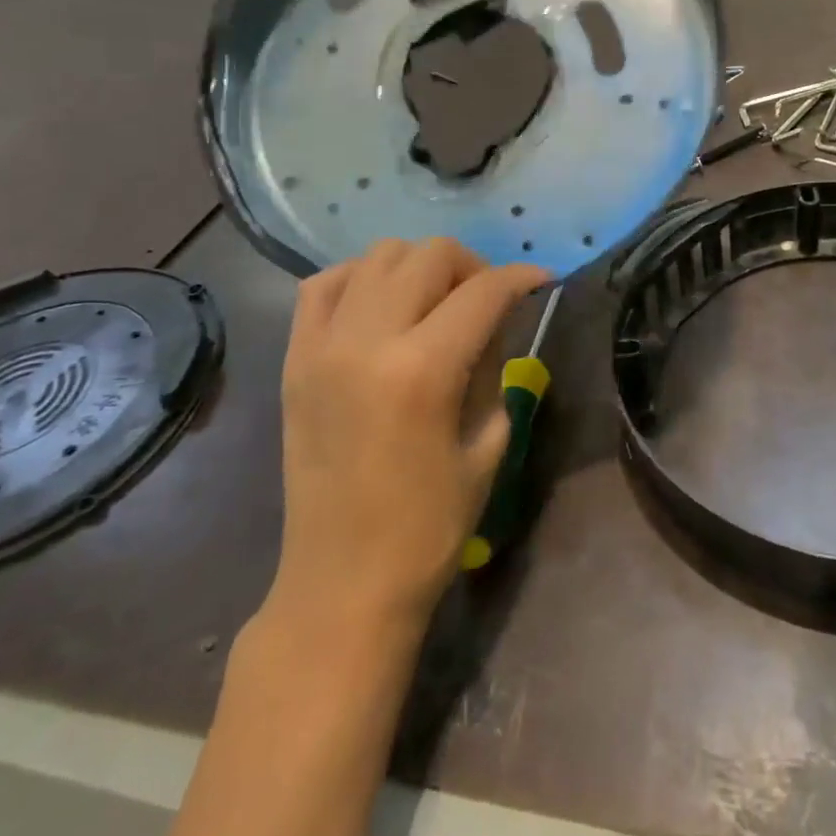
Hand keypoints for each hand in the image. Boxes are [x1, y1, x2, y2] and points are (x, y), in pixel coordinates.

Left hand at [263, 238, 547, 637]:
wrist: (342, 580)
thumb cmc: (429, 525)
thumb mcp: (488, 443)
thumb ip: (494, 367)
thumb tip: (496, 320)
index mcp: (423, 371)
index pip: (483, 292)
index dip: (521, 277)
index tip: (541, 280)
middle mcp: (367, 342)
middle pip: (429, 255)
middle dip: (474, 265)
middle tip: (489, 298)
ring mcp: (321, 346)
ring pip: (378, 256)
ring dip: (420, 266)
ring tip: (437, 299)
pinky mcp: (294, 359)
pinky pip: (323, 285)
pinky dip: (361, 279)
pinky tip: (382, 304)